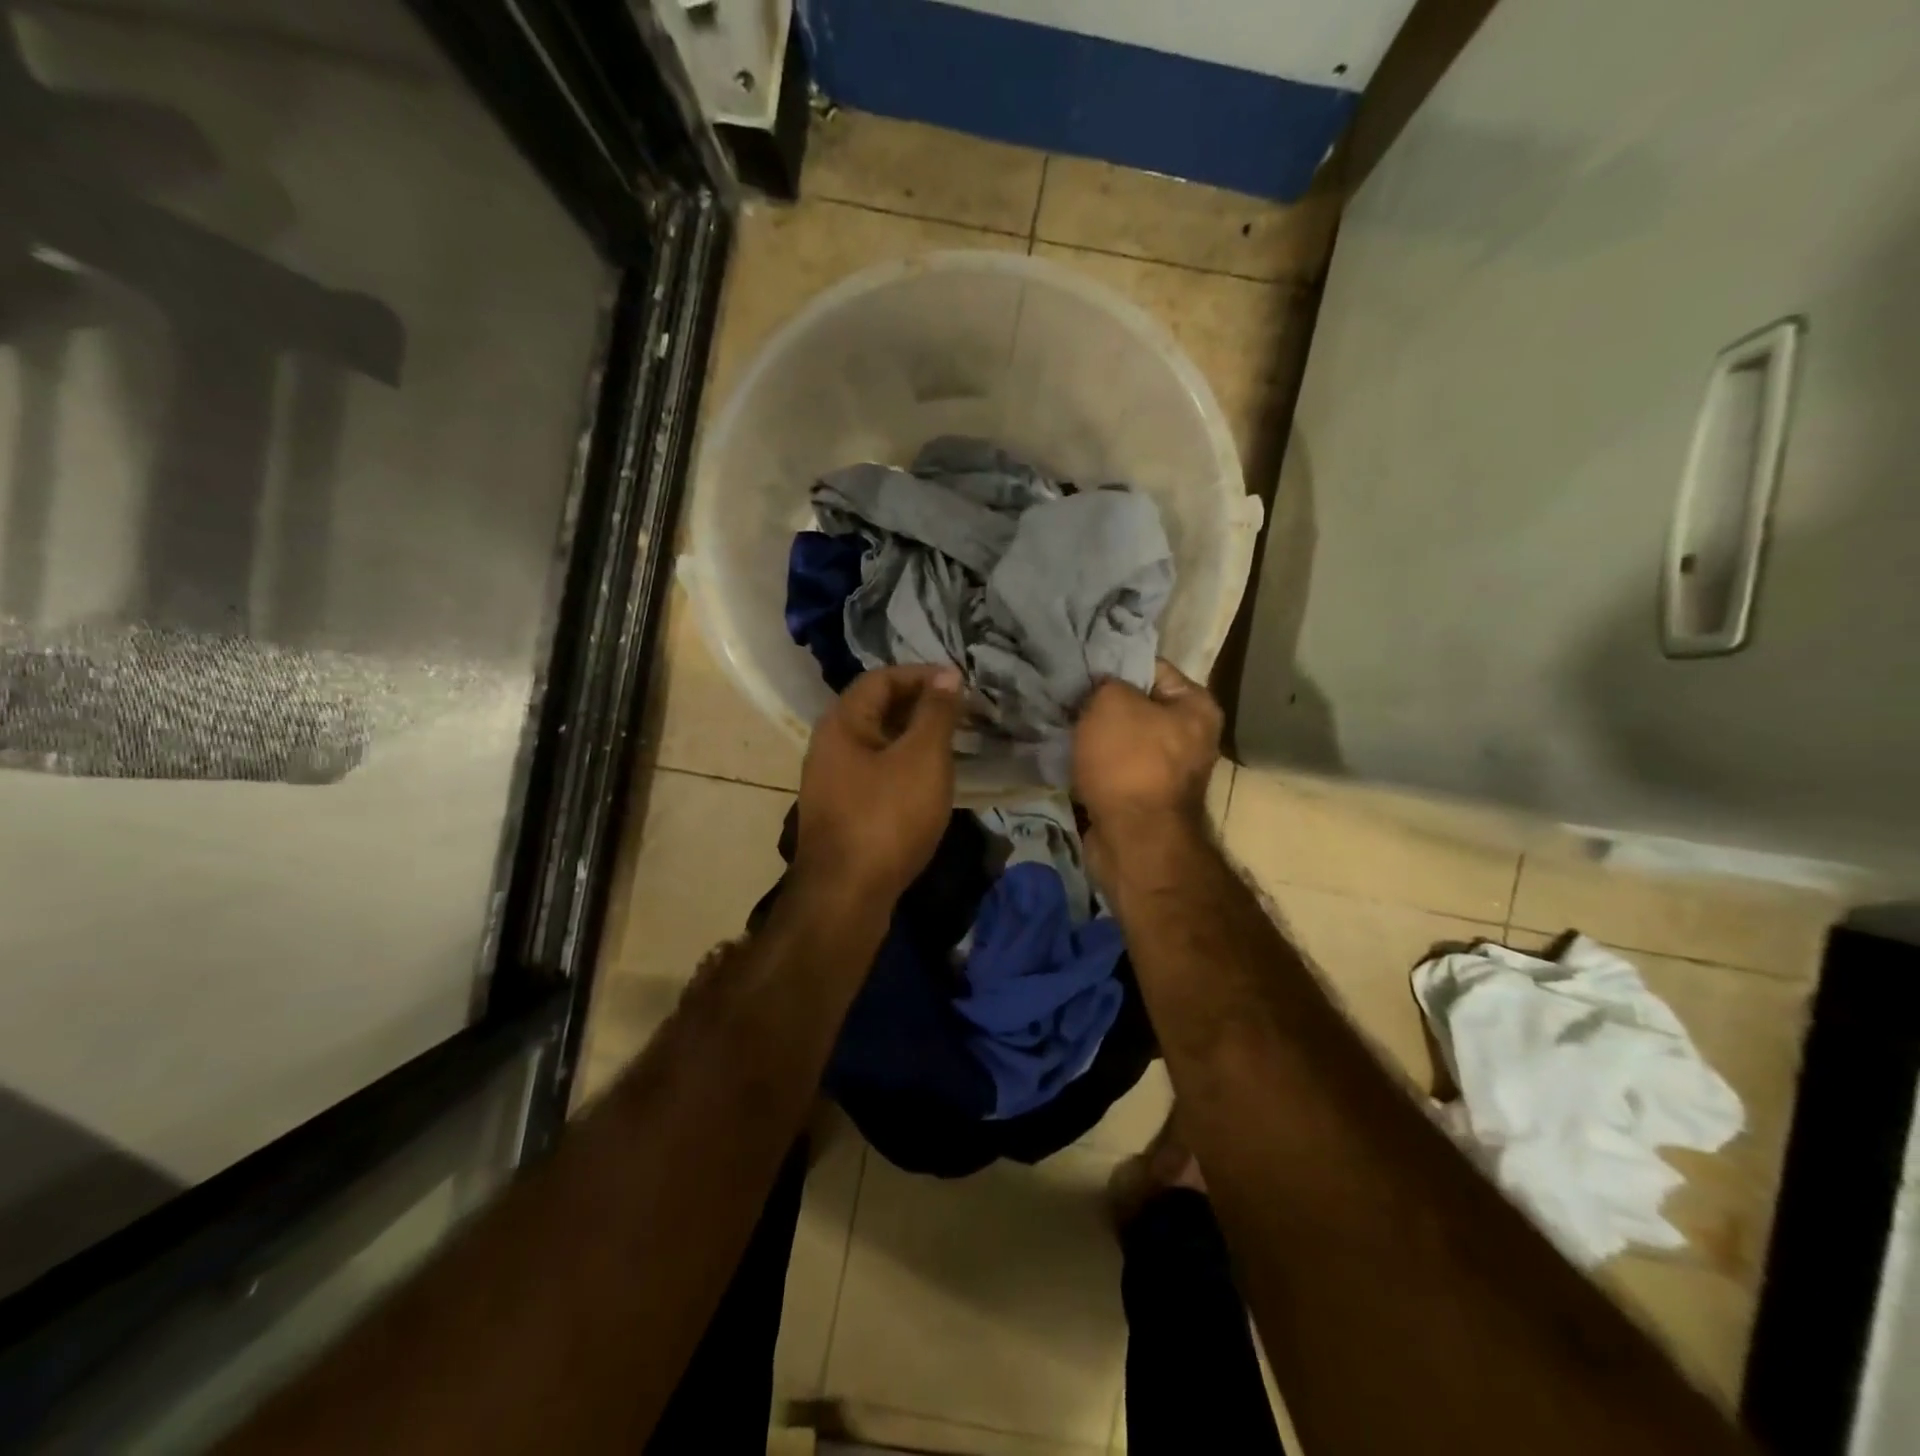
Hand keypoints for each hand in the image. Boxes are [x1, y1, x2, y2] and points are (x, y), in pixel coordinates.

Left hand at [794, 665, 963, 905]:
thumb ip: (936, 713)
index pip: (882, 678)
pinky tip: (931, 782)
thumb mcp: (922, 758)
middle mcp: (830, 745)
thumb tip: (947, 675)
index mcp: (842, 723)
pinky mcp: (843, 812)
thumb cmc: (887, 818)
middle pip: (877, 709)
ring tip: (954, 744)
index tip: (961, 684)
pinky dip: (905, 767)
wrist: (846, 896)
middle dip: (921, 706)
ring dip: (915, 738)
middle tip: (962, 713)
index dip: (922, 675)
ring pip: (879, 744)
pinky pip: (877, 773)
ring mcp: (833, 781)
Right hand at [1073, 659, 1221, 832]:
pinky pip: (1113, 768)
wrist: (1133, 840)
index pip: (1151, 667)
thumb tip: (1099, 688)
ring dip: (1093, 735)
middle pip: (1136, 705)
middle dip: (1100, 703)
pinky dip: (1092, 763)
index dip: (1113, 664)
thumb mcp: (1112, 702)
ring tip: (1062, 724)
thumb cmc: (1129, 761)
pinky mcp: (1143, 797)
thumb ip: (1105, 683)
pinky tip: (1066, 755)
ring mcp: (1167, 771)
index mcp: (1196, 706)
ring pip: (1121, 739)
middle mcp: (1190, 736)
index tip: (1080, 666)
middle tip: (1066, 696)